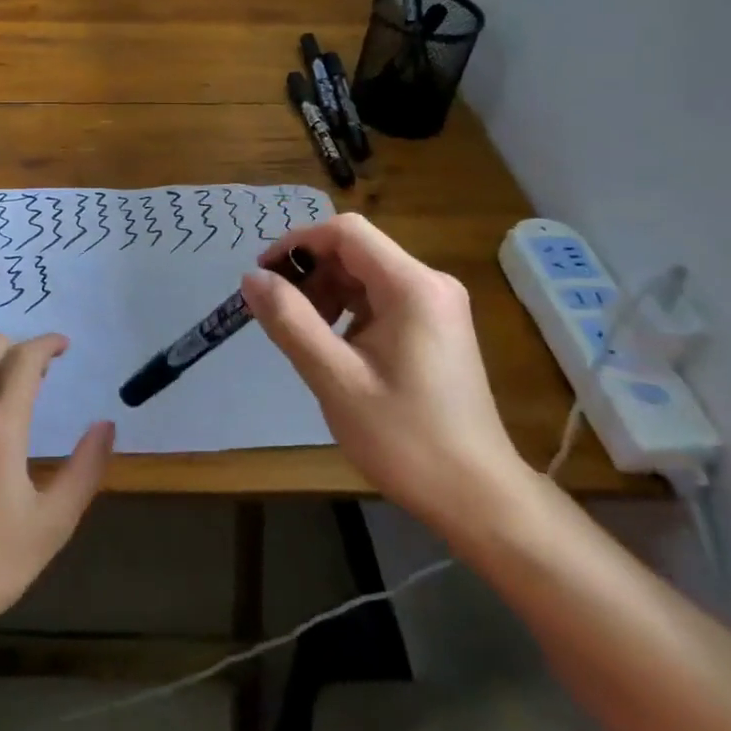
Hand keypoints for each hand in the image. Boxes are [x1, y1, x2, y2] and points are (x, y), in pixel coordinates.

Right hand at [240, 214, 527, 529]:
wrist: (478, 498)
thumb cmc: (406, 439)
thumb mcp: (336, 380)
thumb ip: (291, 322)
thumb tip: (251, 278)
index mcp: (412, 287)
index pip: (345, 232)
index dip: (298, 243)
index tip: (265, 276)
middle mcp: (430, 284)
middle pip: (356, 251)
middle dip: (310, 273)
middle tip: (278, 313)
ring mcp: (436, 306)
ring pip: (365, 275)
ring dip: (326, 293)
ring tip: (302, 335)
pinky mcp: (435, 328)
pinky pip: (379, 299)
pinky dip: (347, 311)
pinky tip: (333, 347)